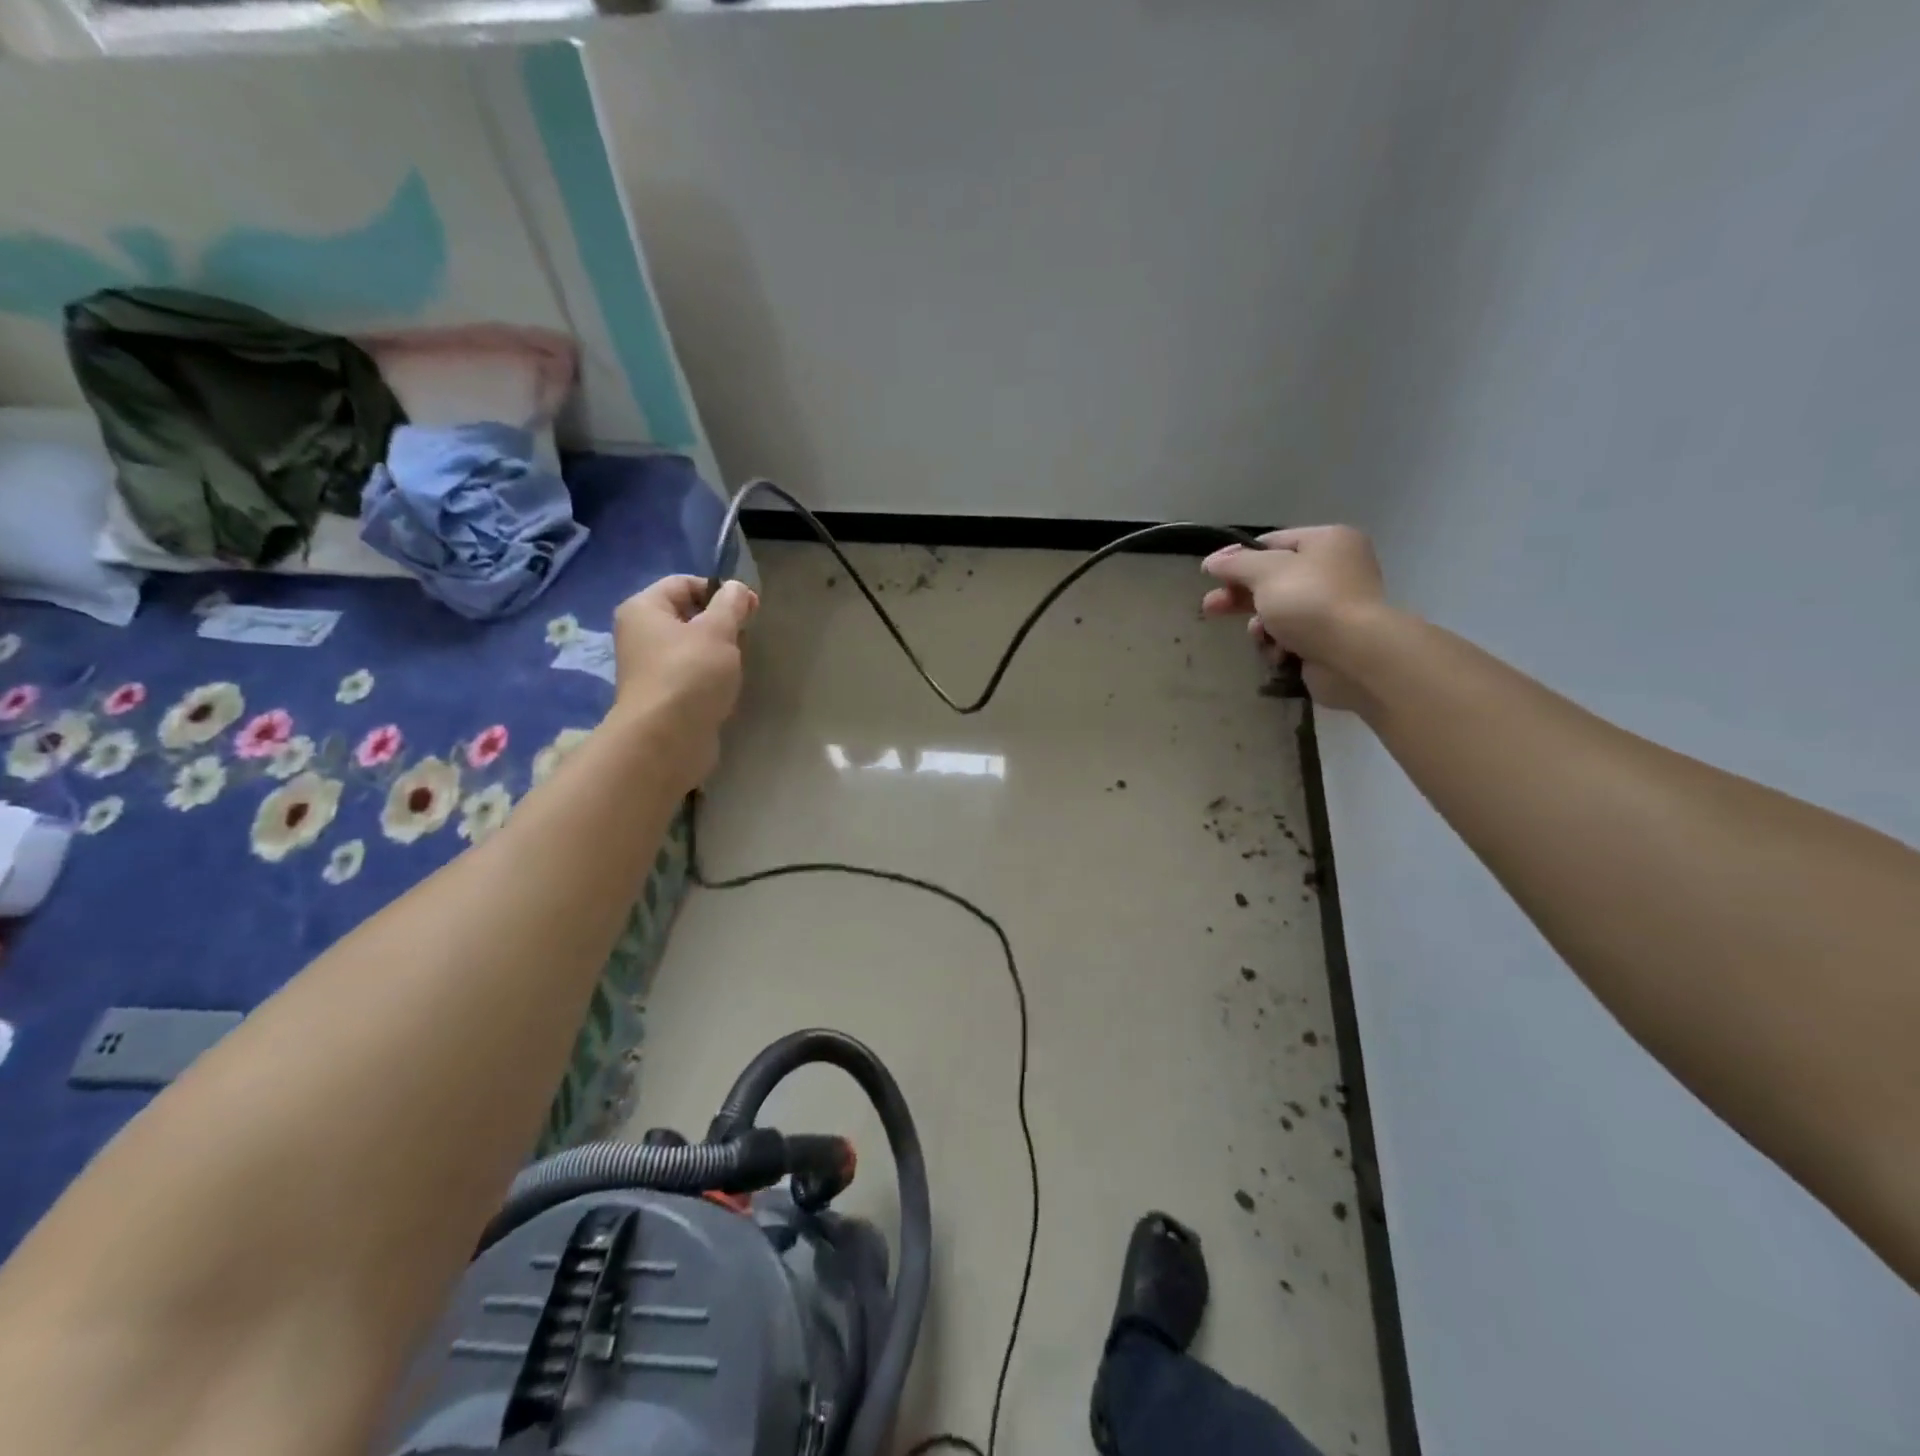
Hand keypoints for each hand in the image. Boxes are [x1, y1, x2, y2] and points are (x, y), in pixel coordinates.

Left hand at [611, 575, 757, 787]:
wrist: (667, 739)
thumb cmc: (690, 674)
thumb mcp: (718, 631)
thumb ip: (731, 604)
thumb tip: (737, 588)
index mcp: (643, 609)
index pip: (683, 583)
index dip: (719, 590)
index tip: (749, 608)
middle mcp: (640, 634)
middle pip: (687, 615)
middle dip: (720, 623)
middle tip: (745, 638)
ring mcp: (650, 668)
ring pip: (692, 647)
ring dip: (718, 653)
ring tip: (736, 666)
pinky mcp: (663, 696)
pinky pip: (691, 675)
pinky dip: (710, 678)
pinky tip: (725, 689)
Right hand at [1201, 526, 1387, 709]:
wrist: (1353, 655)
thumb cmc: (1310, 602)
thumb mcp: (1266, 572)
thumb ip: (1235, 564)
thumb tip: (1212, 561)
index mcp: (1327, 542)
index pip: (1272, 542)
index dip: (1237, 557)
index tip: (1209, 574)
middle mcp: (1335, 570)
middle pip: (1272, 579)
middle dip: (1240, 595)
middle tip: (1210, 608)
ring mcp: (1333, 608)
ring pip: (1278, 612)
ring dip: (1261, 624)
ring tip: (1258, 635)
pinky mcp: (1329, 640)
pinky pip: (1291, 637)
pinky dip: (1279, 645)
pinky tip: (1279, 652)